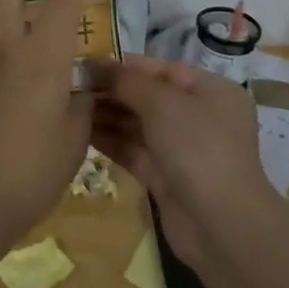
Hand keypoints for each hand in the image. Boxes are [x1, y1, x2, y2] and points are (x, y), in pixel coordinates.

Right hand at [89, 54, 280, 270]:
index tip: (87, 62)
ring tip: (68, 106)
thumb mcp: (163, 103)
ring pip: (138, 125)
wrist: (220, 225)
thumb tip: (94, 65)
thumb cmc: (198, 147)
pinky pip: (134, 151)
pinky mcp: (166, 178)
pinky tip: (79, 132)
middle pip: (149, 96)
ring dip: (107, 115)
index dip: (126, 65)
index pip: (163, 69)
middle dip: (112, 90)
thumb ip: (127, 81)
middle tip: (71, 84)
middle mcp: (199, 117)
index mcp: (211, 91)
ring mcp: (183, 150)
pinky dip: (110, 141)